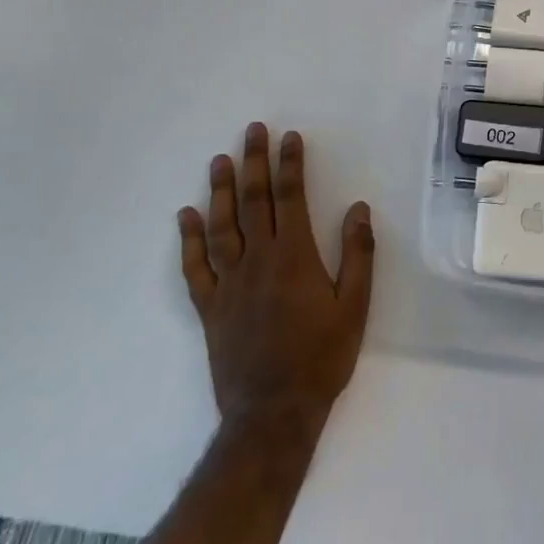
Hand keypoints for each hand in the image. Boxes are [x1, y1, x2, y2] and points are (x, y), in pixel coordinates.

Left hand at [177, 123, 374, 436]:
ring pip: (222, 227)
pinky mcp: (210, 308)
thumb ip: (358, 254)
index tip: (290, 137)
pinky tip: (185, 216)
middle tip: (252, 130)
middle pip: (255, 202)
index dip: (291, 164)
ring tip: (219, 161)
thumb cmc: (322, 357)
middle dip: (255, 162)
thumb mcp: (355, 306)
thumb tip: (358, 208)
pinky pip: (194, 268)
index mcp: (295, 257)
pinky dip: (188, 240)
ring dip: (221, 191)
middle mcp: (259, 261)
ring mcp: (229, 284)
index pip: (291, 198)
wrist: (274, 413)